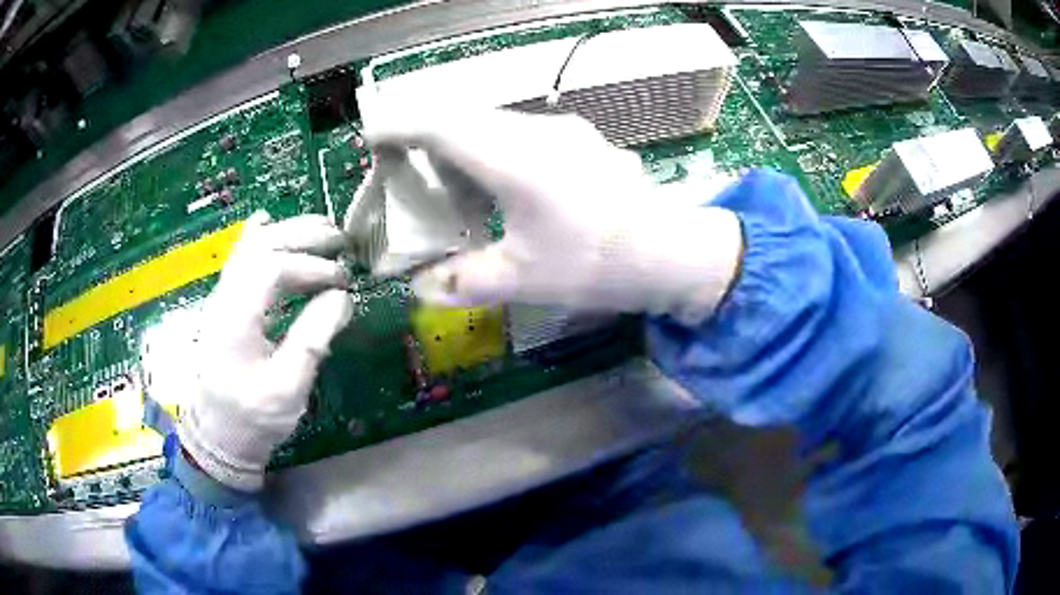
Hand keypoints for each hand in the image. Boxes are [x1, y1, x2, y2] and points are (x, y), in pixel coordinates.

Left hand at [178, 211, 352, 490]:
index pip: (272, 268)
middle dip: (302, 236)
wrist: (218, 434)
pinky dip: (254, 236)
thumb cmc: (253, 417)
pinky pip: (238, 259)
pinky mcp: (224, 304)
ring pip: (249, 247)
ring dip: (286, 232)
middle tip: (340, 238)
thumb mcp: (287, 389)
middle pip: (260, 246)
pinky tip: (265, 219)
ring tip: (321, 228)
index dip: (310, 265)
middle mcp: (224, 298)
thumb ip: (312, 340)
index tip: (342, 280)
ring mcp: (220, 298)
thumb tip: (342, 297)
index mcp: (236, 319)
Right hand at [362, 109, 743, 323]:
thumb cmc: (598, 264)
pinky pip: (520, 131)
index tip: (371, 136)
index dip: (398, 126)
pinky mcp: (582, 139)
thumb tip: (419, 288)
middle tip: (403, 163)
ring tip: (446, 176)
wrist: (674, 252)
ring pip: (493, 121)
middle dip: (425, 133)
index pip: (439, 125)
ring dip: (461, 139)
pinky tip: (498, 180)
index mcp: (513, 159)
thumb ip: (463, 281)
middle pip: (463, 116)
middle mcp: (535, 131)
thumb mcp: (524, 279)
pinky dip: (492, 146)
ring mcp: (563, 130)